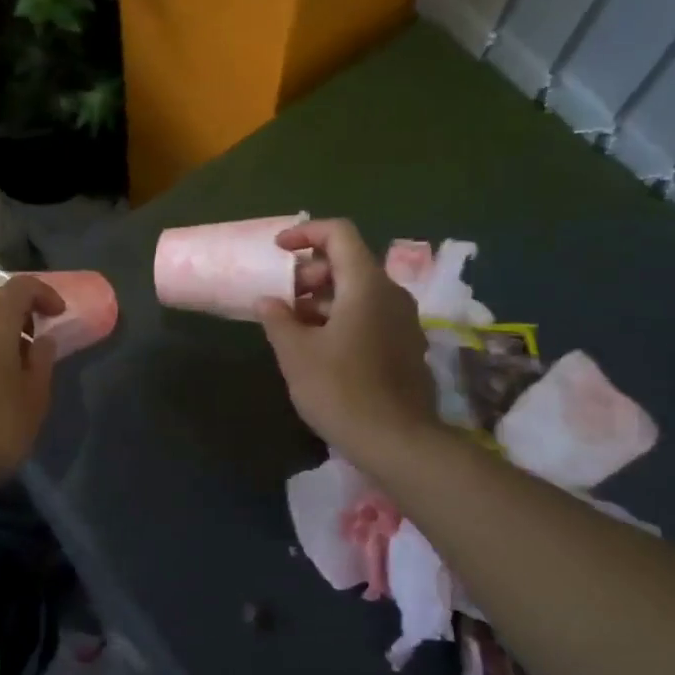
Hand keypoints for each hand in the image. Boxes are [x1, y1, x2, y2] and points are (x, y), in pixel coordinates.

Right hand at [257, 218, 436, 467]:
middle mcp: (390, 293)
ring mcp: (403, 320)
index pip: (338, 233)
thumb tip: (269, 300)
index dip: (305, 233)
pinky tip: (319, 347)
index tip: (278, 251)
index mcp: (365, 284)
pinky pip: (370, 314)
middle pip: (348, 262)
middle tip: (282, 299)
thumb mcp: (296, 353)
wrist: (397, 442)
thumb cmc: (340, 390)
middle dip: (310, 271)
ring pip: (358, 291)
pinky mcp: (405, 345)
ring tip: (294, 326)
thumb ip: (278, 318)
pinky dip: (341, 316)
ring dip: (323, 298)